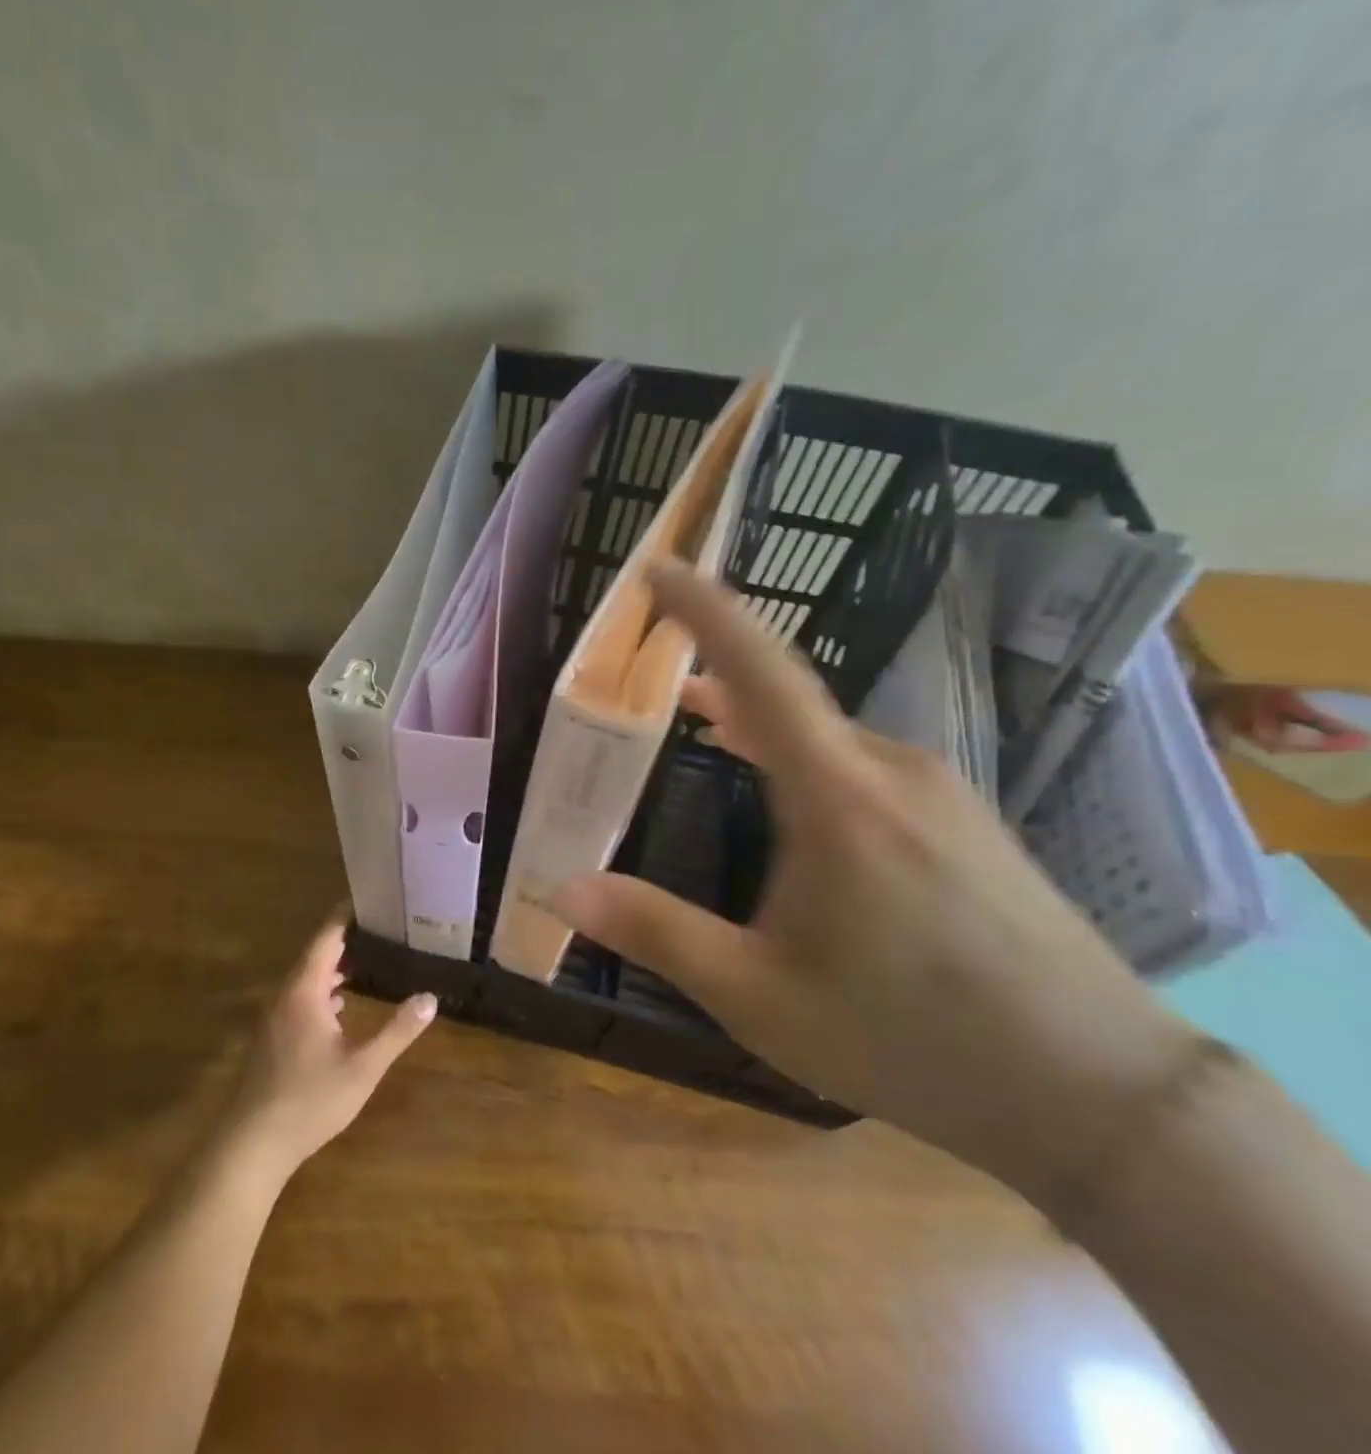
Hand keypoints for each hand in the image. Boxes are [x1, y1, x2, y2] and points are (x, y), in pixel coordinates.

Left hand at [221, 915, 436, 1180]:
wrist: (252, 1143)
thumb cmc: (310, 1100)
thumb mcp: (363, 1067)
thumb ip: (397, 1031)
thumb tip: (430, 998)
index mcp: (304, 989)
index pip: (327, 936)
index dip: (348, 915)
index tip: (373, 898)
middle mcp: (285, 993)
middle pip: (317, 953)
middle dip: (347, 938)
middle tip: (383, 928)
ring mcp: (274, 1015)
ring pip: (307, 977)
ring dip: (335, 965)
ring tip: (369, 959)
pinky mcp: (272, 1035)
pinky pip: (300, 997)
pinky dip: (323, 989)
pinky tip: (341, 1005)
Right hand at [553, 564, 1199, 1205]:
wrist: (1101, 1094)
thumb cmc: (912, 1037)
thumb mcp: (760, 995)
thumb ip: (657, 933)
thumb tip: (561, 888)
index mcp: (837, 797)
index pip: (760, 673)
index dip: (704, 611)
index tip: (658, 568)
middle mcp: (891, 772)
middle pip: (791, 699)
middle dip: (719, 675)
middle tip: (658, 680)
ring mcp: (940, 794)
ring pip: (828, 735)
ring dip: (760, 721)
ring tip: (706, 724)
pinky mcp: (966, 822)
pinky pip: (863, 762)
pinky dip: (804, 753)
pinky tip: (791, 791)